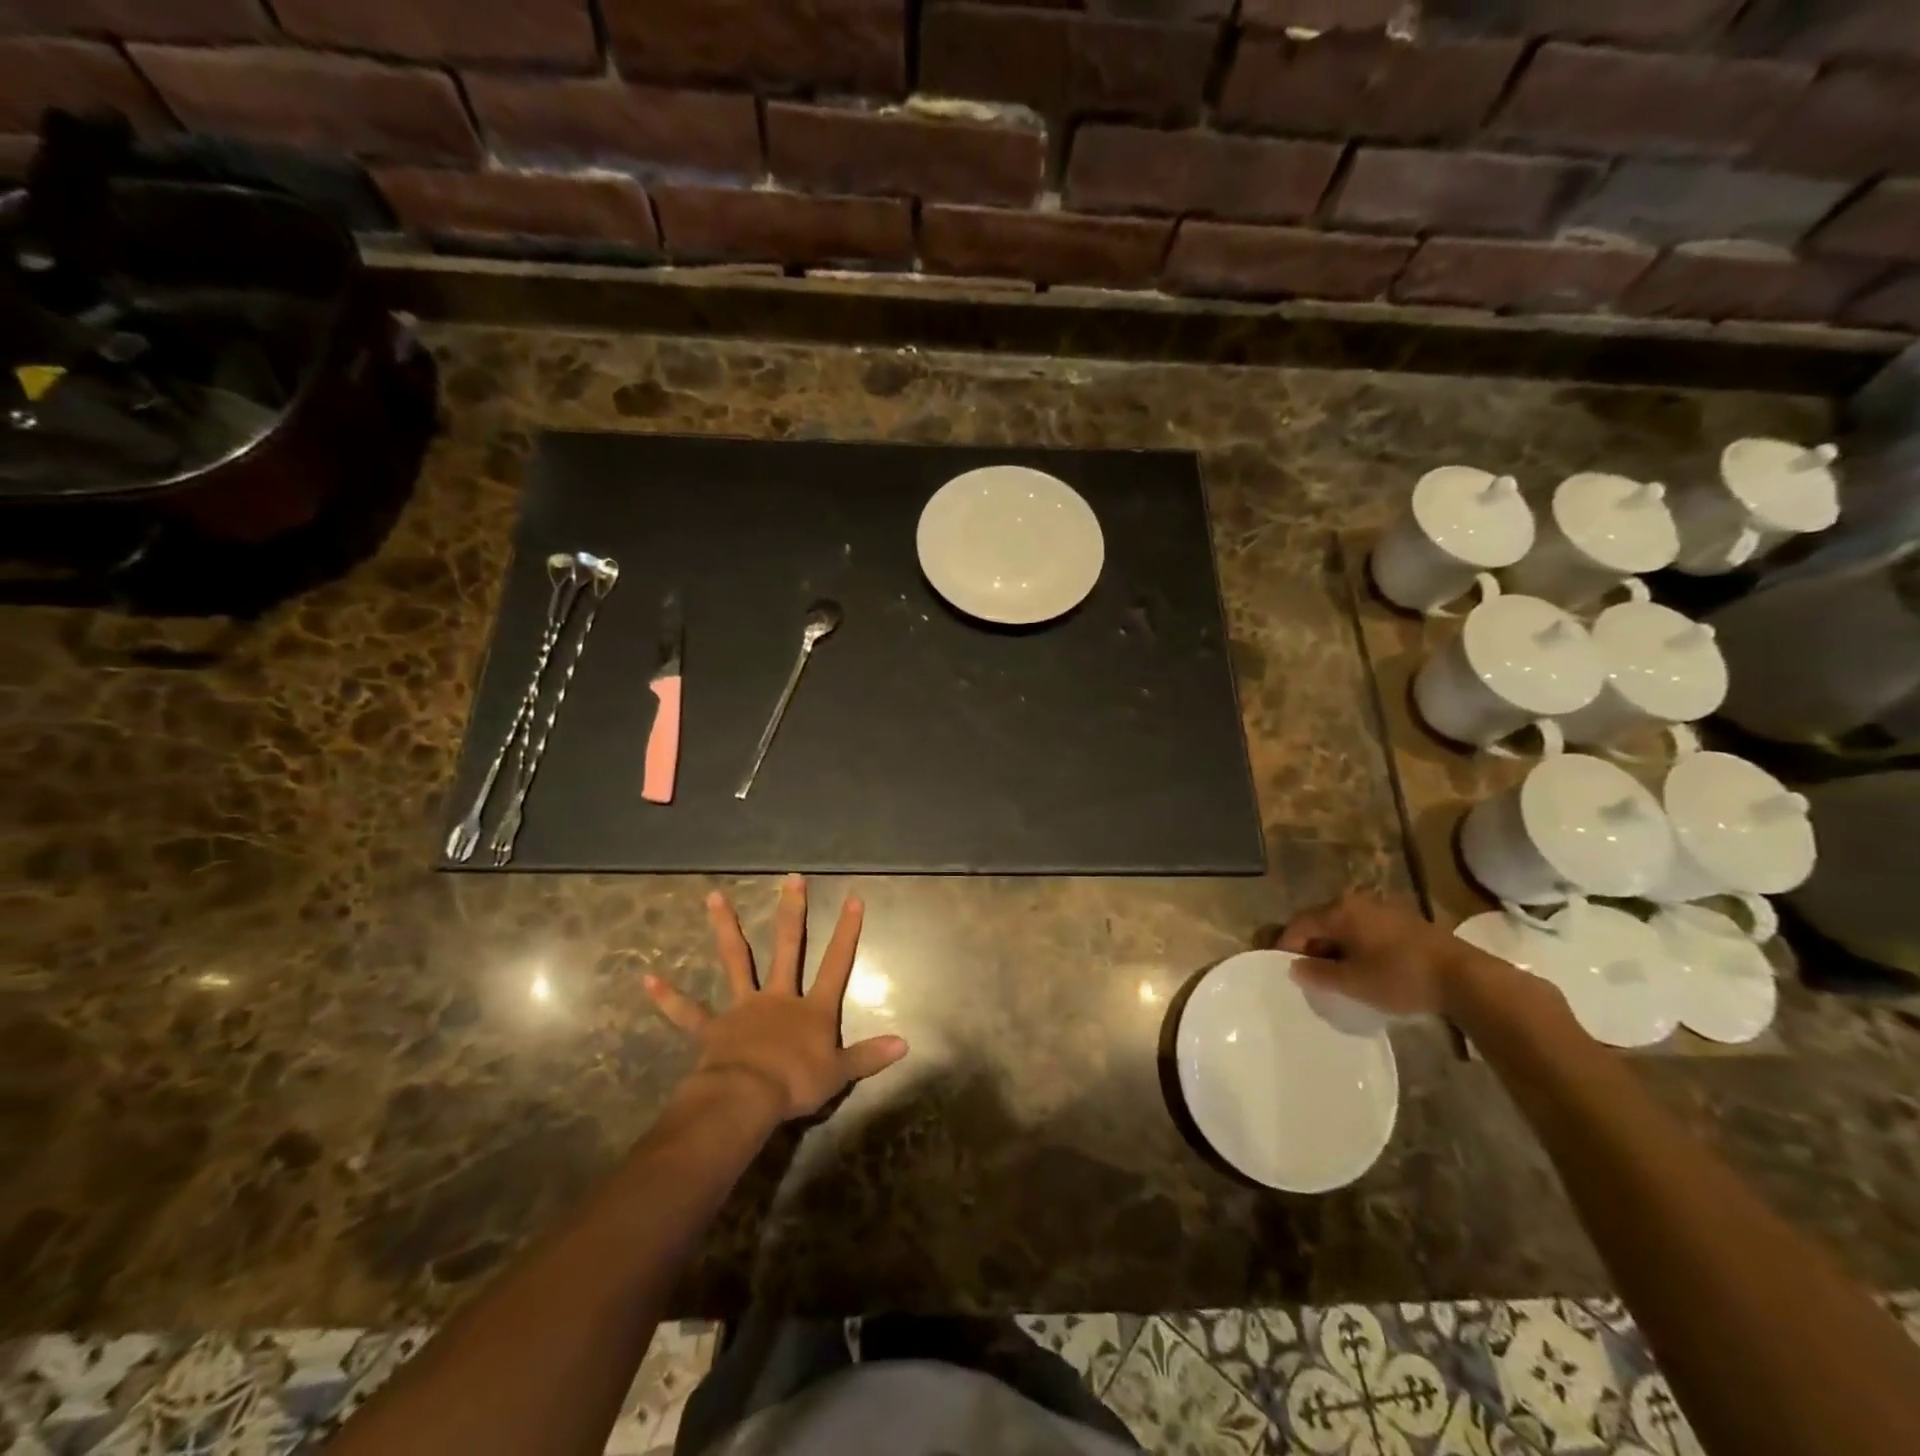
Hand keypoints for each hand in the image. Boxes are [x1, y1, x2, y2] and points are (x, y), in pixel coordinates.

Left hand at [644, 875, 908, 1120]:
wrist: (747, 1098)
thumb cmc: (796, 1084)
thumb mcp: (841, 1073)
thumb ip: (870, 1056)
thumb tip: (905, 1045)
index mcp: (812, 1008)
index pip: (836, 963)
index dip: (846, 932)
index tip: (852, 898)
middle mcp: (778, 997)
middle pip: (788, 947)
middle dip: (792, 912)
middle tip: (791, 879)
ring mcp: (743, 1008)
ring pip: (736, 961)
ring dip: (726, 928)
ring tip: (714, 896)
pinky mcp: (714, 1028)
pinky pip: (688, 1012)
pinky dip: (668, 997)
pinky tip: (646, 979)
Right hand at [1278, 891, 1468, 1016]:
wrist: (1464, 978)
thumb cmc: (1399, 977)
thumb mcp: (1353, 982)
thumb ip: (1318, 973)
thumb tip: (1295, 967)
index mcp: (1340, 911)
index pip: (1300, 925)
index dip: (1287, 946)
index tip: (1284, 968)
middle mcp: (1358, 902)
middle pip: (1323, 922)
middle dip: (1313, 946)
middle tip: (1311, 973)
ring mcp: (1384, 909)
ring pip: (1347, 926)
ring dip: (1337, 947)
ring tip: (1339, 973)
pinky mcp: (1405, 921)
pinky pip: (1368, 930)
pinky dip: (1359, 946)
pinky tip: (1366, 967)